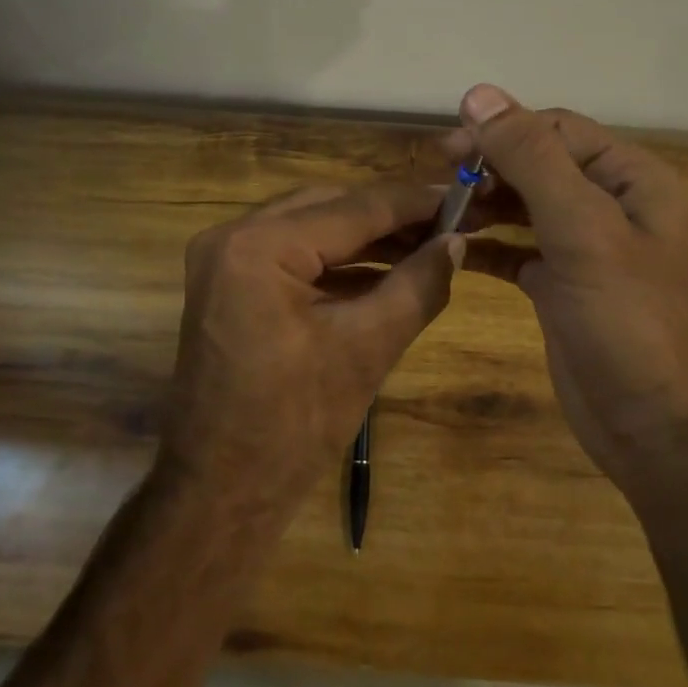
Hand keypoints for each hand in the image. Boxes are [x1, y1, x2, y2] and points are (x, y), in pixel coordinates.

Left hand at [160, 181, 463, 523]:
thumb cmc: (294, 425)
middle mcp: (233, 235)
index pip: (354, 208)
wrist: (221, 492)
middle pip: (330, 206)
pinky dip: (339, 260)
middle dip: (393, 216)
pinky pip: (294, 253)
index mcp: (259, 247)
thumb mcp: (367, 349)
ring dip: (369, 237)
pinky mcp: (229, 281)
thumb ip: (418, 285)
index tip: (467, 195)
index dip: (416, 202)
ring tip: (430, 242)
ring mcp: (224, 257)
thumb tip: (458, 242)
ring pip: (312, 226)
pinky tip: (387, 267)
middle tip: (452, 221)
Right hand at [442, 84, 687, 498]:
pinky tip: (450, 248)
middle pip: (536, 164)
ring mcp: (583, 248)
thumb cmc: (628, 321)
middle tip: (436, 184)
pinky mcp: (559, 286)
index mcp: (628, 179)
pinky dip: (484, 245)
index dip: (501, 131)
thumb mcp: (582, 230)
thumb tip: (479, 95)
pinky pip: (514, 250)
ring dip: (481, 204)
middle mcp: (608, 205)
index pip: (555, 130)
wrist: (659, 429)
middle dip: (487, 168)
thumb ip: (532, 159)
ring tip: (437, 213)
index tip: (446, 151)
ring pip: (522, 206)